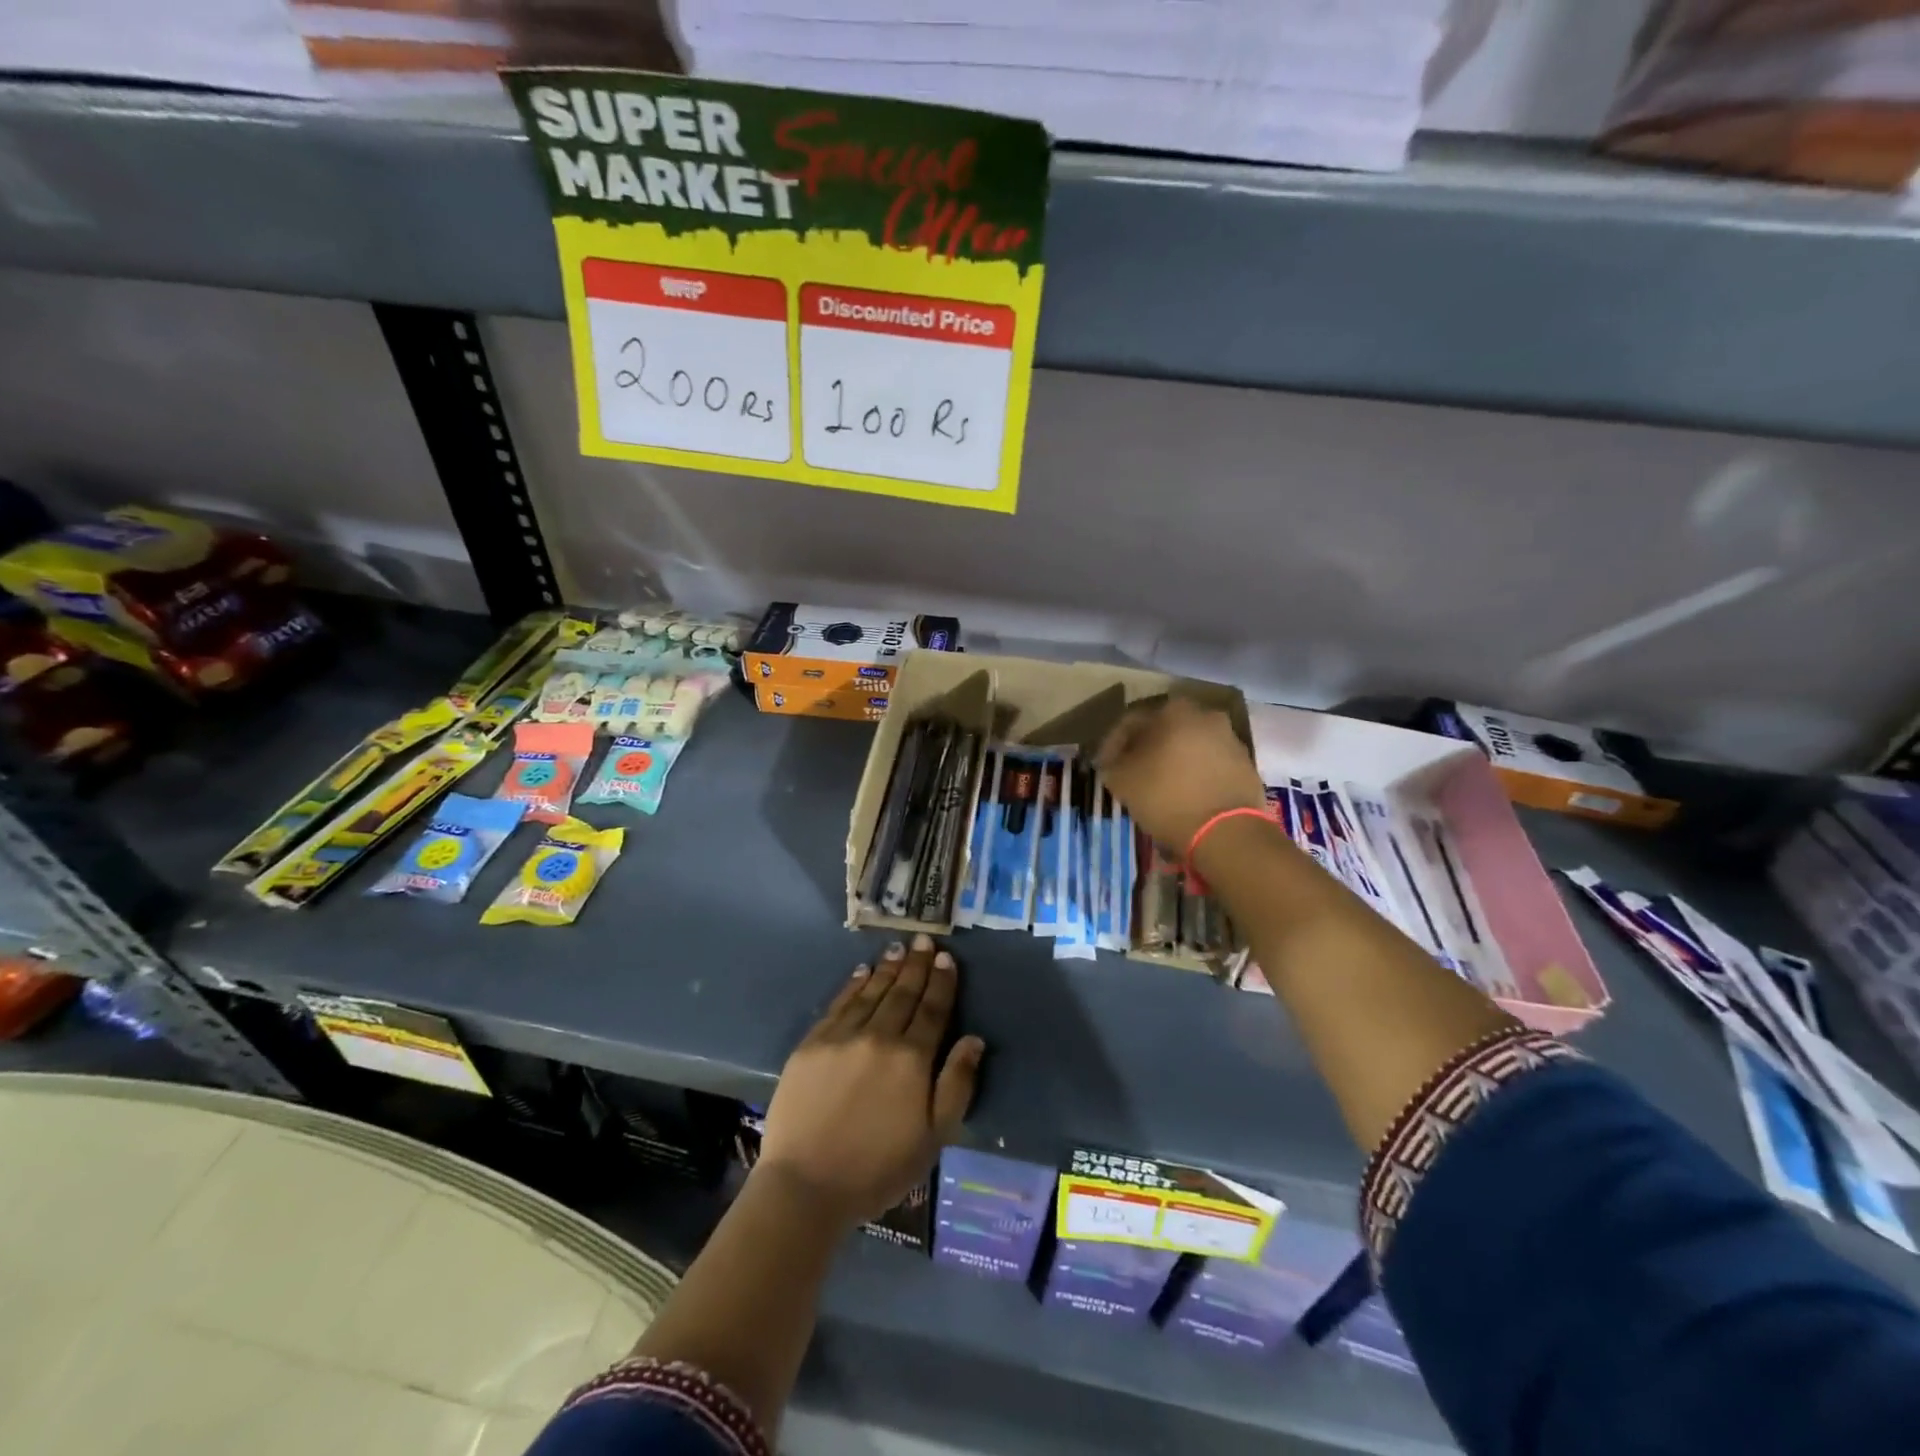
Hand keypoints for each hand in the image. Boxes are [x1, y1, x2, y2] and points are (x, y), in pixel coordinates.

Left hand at [759, 935, 984, 1229]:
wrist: (806, 1186)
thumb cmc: (878, 1168)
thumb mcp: (933, 1137)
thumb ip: (956, 1084)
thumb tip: (974, 1039)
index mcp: (912, 1059)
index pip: (932, 1010)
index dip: (941, 982)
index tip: (946, 957)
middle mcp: (879, 1037)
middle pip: (903, 993)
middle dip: (916, 965)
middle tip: (923, 939)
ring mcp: (842, 1036)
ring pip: (871, 992)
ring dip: (887, 969)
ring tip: (898, 949)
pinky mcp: (812, 1044)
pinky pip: (839, 1004)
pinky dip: (853, 985)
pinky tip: (862, 972)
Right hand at [1096, 695, 1266, 850]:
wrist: (1227, 832)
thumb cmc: (1167, 797)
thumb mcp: (1122, 781)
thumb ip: (1112, 764)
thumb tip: (1113, 762)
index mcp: (1173, 711)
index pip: (1132, 720)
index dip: (1112, 743)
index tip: (1104, 765)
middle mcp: (1205, 715)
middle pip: (1164, 729)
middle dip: (1146, 748)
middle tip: (1131, 770)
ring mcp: (1230, 739)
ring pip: (1189, 745)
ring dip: (1172, 760)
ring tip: (1158, 785)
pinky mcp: (1245, 765)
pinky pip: (1209, 763)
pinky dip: (1194, 773)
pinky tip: (1184, 794)